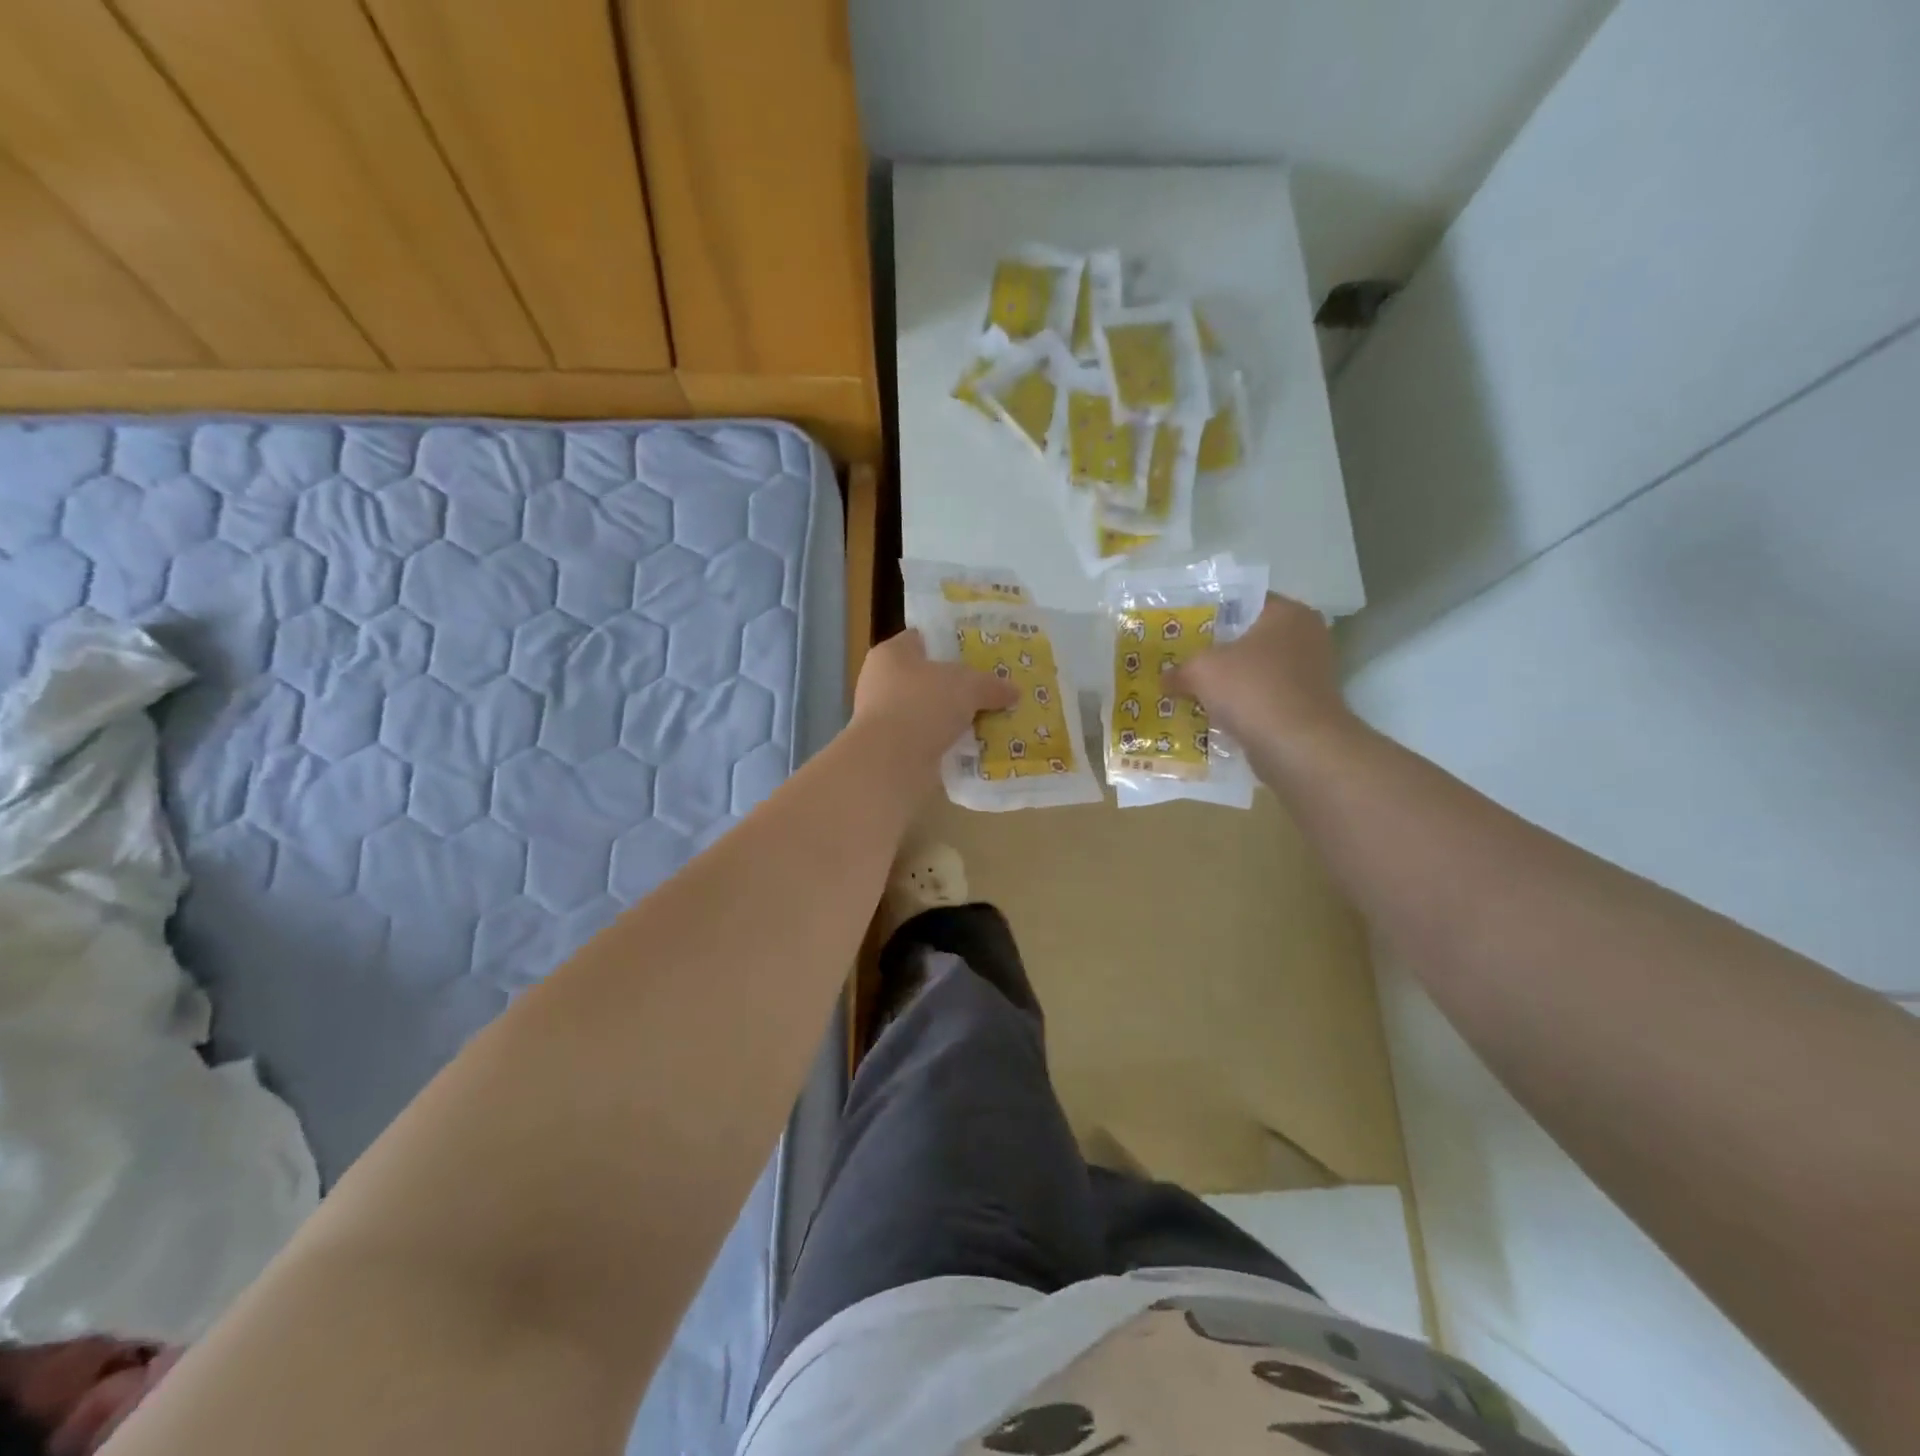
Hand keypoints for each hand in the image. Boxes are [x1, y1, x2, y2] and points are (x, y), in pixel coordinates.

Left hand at [852, 629, 1017, 767]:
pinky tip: (973, 749)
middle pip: (928, 678)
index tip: (980, 654)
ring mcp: (884, 718)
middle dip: (958, 686)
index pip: (923, 639)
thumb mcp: (968, 686)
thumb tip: (1013, 691)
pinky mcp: (891, 749)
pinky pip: (927, 740)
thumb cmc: (923, 704)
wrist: (891, 762)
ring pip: (929, 712)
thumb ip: (991, 685)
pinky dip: (946, 743)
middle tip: (991, 690)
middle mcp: (882, 682)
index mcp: (892, 654)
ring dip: (954, 718)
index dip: (951, 643)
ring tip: (989, 721)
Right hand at [1166, 593, 1356, 750]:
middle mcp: (1306, 636)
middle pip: (1250, 638)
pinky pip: (1265, 698)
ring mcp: (1310, 673)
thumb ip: (1180, 669)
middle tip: (1184, 659)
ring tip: (1194, 689)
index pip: (1244, 602)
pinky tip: (1215, 716)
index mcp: (1287, 613)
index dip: (1211, 614)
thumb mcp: (1201, 670)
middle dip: (1218, 651)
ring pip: (1257, 671)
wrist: (1297, 746)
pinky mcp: (1306, 706)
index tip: (1184, 629)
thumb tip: (1165, 679)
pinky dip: (1244, 705)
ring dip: (1230, 682)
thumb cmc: (1252, 689)